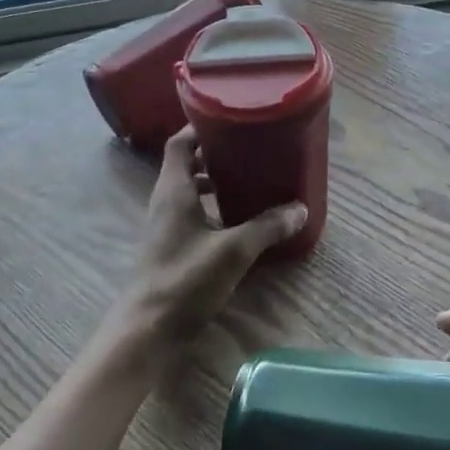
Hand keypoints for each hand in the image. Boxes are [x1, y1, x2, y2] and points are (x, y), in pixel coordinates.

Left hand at [115, 127, 306, 344]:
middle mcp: (165, 202)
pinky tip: (239, 222)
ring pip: (189, 191)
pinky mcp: (171, 248)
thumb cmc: (186, 279)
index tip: (231, 120)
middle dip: (215, 155)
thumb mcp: (234, 250)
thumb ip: (267, 227)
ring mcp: (165, 226)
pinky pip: (192, 215)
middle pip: (186, 165)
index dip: (201, 128)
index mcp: (174, 190)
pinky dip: (213, 209)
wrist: (148, 329)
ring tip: (249, 182)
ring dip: (214, 183)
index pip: (180, 143)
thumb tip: (300, 209)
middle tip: (249, 151)